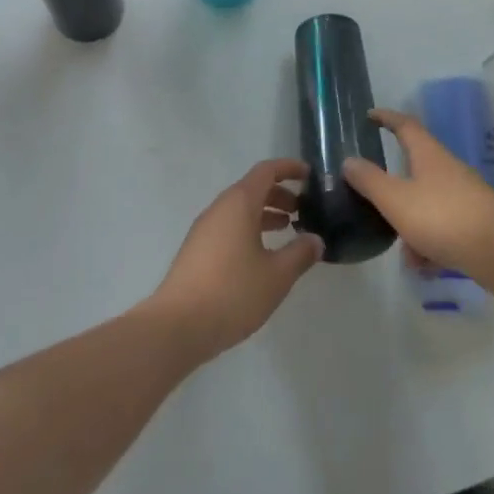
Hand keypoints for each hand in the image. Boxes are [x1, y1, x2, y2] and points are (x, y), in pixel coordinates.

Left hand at [144, 159, 322, 364]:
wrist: (178, 325)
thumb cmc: (233, 292)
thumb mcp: (276, 275)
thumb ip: (300, 253)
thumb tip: (315, 240)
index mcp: (239, 204)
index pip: (266, 171)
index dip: (289, 169)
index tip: (309, 175)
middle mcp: (219, 208)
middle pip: (252, 188)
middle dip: (279, 194)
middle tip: (303, 210)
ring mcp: (204, 229)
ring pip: (240, 209)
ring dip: (265, 213)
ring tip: (288, 230)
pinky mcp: (197, 250)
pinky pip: (229, 226)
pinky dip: (250, 228)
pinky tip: (261, 255)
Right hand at [344, 108, 493, 280]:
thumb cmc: (442, 218)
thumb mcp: (395, 200)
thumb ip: (369, 181)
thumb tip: (349, 160)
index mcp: (428, 154)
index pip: (404, 125)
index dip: (386, 117)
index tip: (369, 115)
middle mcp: (448, 168)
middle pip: (415, 169)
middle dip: (394, 191)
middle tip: (377, 203)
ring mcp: (466, 195)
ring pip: (428, 204)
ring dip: (412, 227)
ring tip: (408, 256)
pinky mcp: (477, 221)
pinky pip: (443, 227)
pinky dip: (431, 244)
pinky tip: (428, 267)